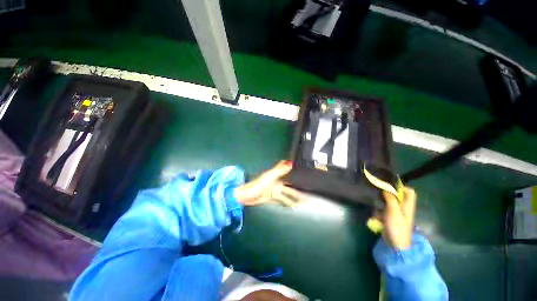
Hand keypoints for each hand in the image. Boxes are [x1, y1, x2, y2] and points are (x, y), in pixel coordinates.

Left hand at [234, 160, 302, 206]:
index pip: (288, 171)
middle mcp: (277, 182)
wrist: (246, 196)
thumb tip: (291, 162)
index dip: (296, 170)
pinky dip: (288, 202)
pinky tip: (293, 205)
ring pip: (288, 193)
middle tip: (310, 190)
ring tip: (305, 201)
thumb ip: (279, 170)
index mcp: (277, 175)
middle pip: (290, 184)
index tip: (306, 171)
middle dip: (299, 186)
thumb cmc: (257, 185)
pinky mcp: (272, 198)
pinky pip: (283, 199)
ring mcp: (275, 190)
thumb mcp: (269, 176)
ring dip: (295, 196)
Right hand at [382, 187, 415, 249]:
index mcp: (408, 206)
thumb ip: (391, 199)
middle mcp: (403, 208)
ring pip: (388, 203)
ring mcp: (396, 214)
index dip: (401, 187)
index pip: (410, 192)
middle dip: (387, 195)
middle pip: (397, 197)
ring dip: (381, 205)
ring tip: (377, 209)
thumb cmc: (397, 228)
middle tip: (378, 195)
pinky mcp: (390, 218)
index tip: (389, 186)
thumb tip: (387, 188)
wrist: (395, 245)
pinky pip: (383, 211)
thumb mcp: (394, 212)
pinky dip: (379, 212)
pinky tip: (376, 217)